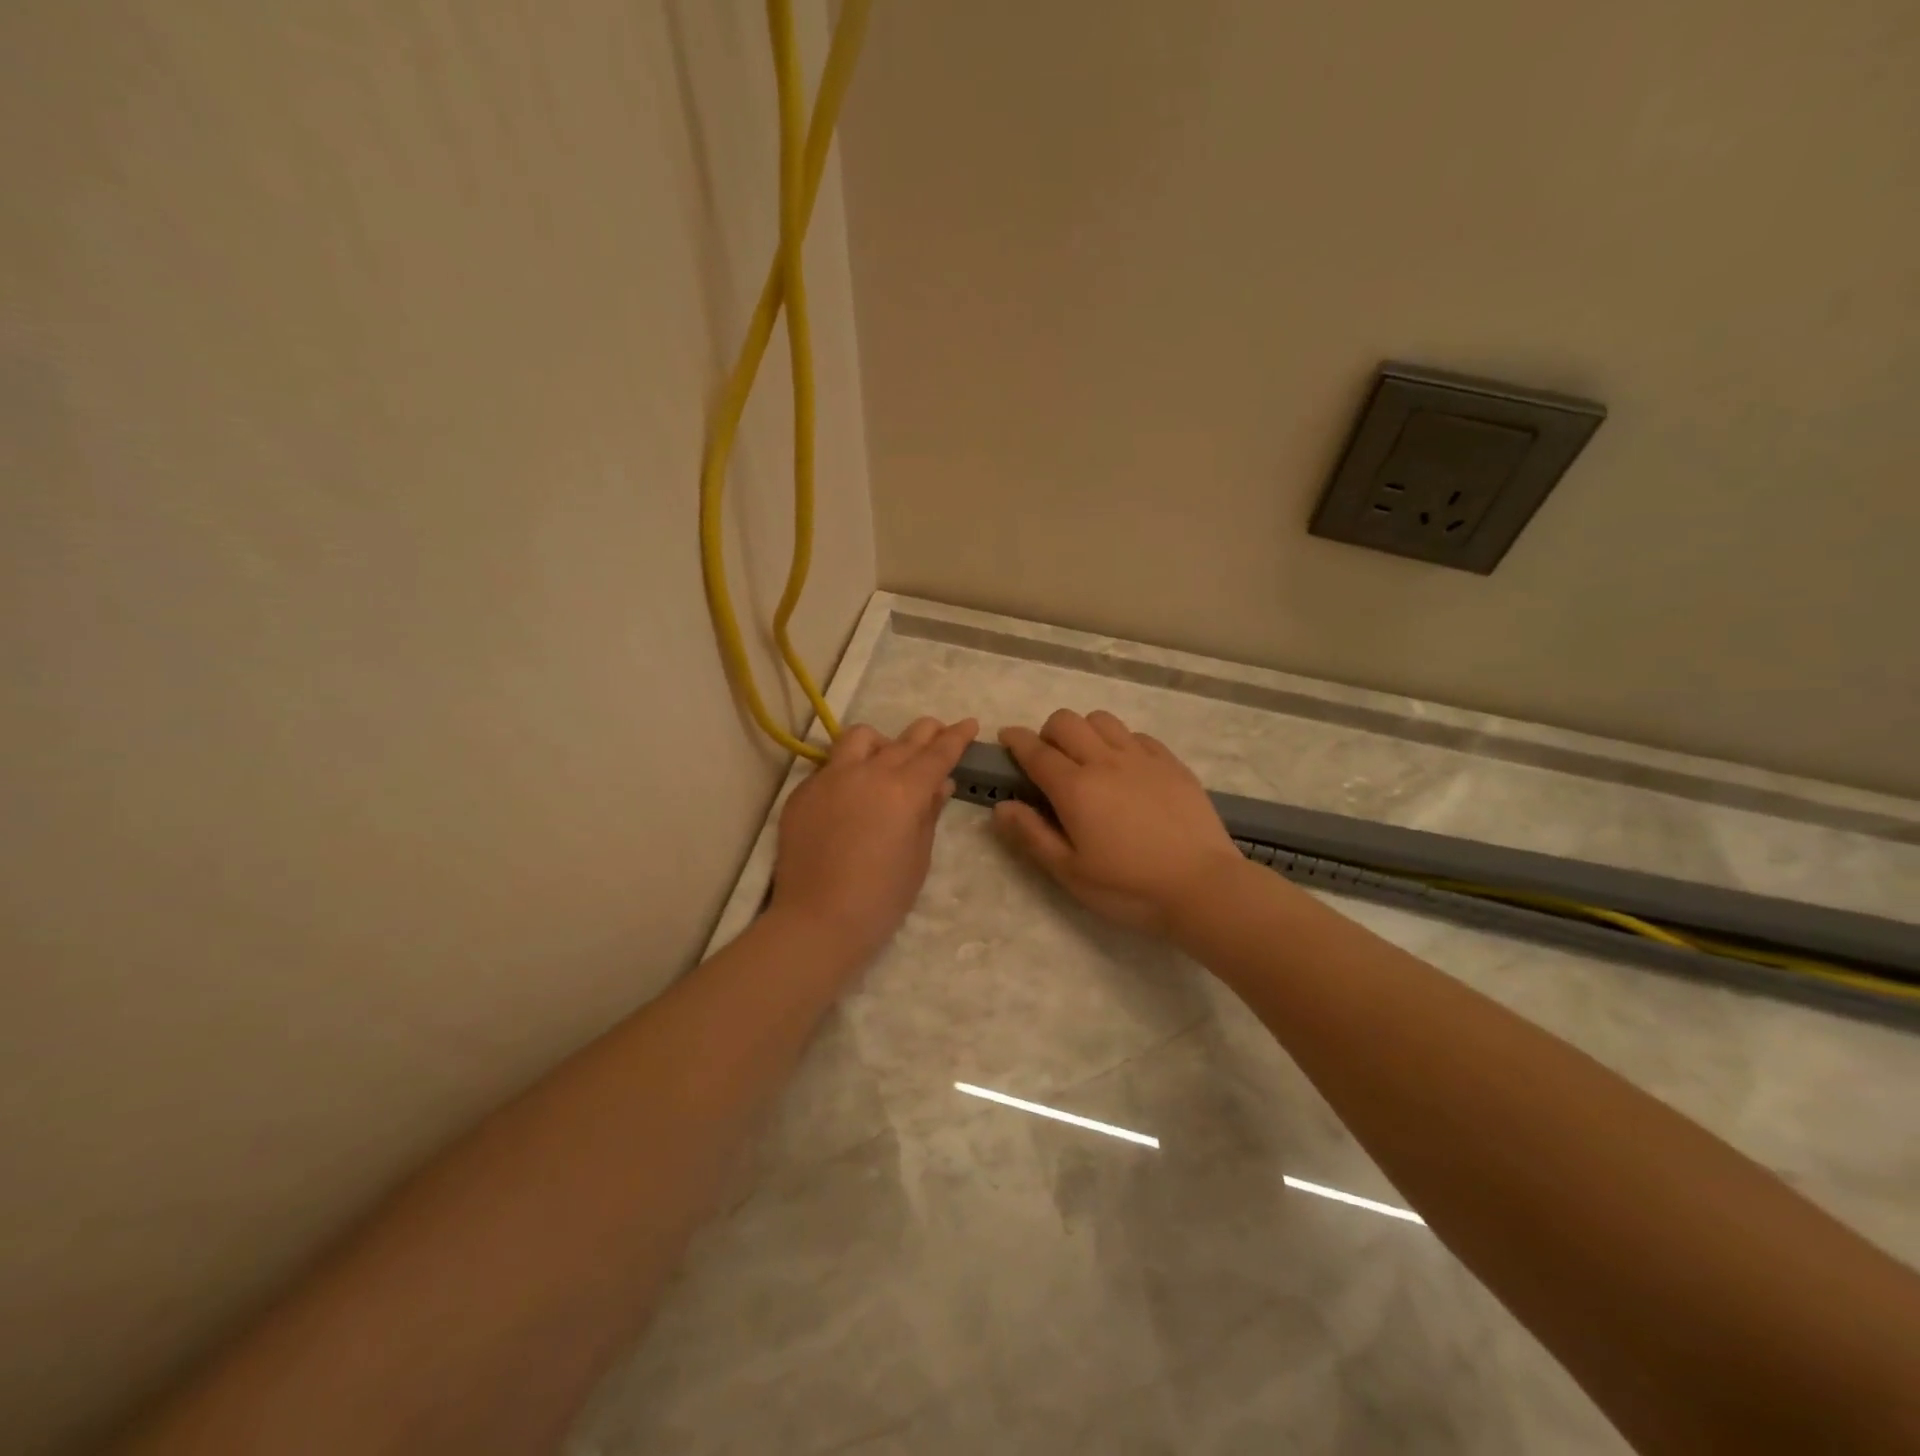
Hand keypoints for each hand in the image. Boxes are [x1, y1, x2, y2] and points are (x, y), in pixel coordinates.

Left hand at [769, 716, 977, 969]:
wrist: (818, 920)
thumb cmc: (881, 898)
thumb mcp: (918, 857)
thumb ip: (929, 813)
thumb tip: (940, 784)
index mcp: (904, 790)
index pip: (937, 753)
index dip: (957, 737)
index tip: (969, 723)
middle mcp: (868, 772)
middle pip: (903, 740)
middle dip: (926, 732)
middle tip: (937, 732)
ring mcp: (830, 778)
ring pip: (860, 738)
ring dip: (882, 742)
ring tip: (887, 759)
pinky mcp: (803, 791)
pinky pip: (831, 765)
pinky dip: (849, 769)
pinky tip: (852, 793)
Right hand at [993, 710, 1243, 936]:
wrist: (1202, 886)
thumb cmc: (1128, 887)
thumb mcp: (1070, 872)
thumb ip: (1032, 835)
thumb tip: (1001, 807)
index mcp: (1075, 788)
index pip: (1035, 750)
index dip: (1015, 740)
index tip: (1005, 737)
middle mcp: (1105, 761)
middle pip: (1066, 721)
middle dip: (1047, 732)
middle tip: (1048, 759)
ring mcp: (1142, 758)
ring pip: (1102, 720)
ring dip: (1084, 731)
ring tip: (1087, 758)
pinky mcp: (1171, 763)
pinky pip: (1137, 735)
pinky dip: (1120, 741)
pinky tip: (1125, 767)